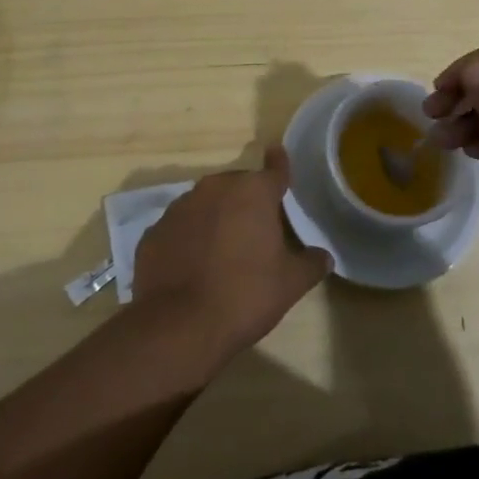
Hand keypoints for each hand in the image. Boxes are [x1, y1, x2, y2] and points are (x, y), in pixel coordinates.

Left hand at [131, 145, 330, 364]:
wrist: (178, 326)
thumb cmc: (244, 295)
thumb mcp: (290, 284)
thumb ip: (310, 264)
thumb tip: (324, 256)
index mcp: (253, 192)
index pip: (274, 170)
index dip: (279, 164)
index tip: (278, 151)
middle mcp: (215, 188)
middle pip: (238, 187)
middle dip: (247, 202)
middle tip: (256, 231)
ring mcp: (179, 208)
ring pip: (206, 204)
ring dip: (216, 218)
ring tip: (223, 251)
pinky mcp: (154, 232)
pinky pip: (180, 228)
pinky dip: (189, 239)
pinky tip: (193, 266)